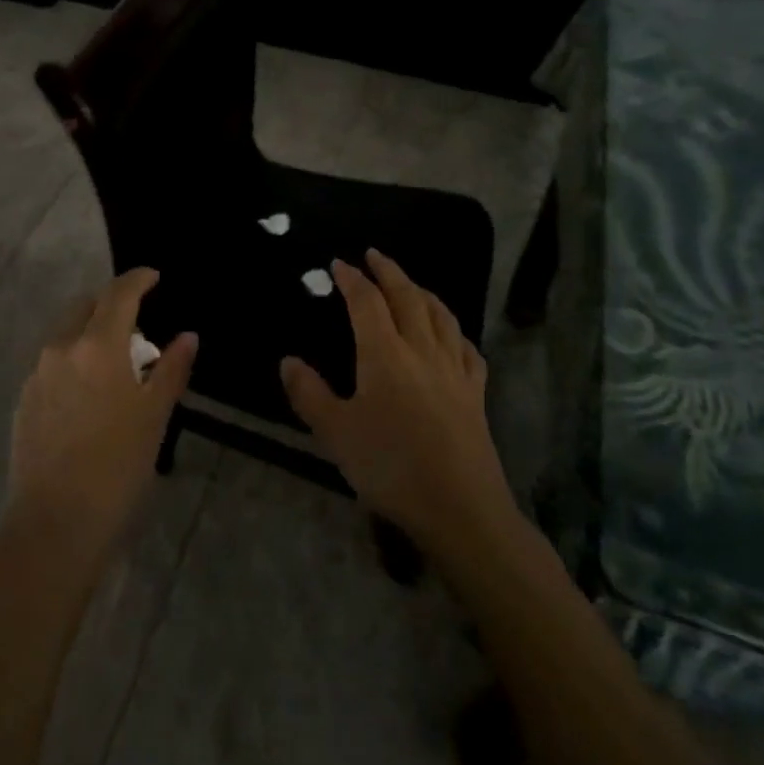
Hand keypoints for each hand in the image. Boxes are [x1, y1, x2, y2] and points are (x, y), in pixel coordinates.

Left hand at [8, 269, 195, 569]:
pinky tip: (89, 391)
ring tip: (116, 360)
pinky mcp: (24, 399)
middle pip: (87, 307)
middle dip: (112, 304)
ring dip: (91, 332)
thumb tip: (187, 337)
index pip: (118, 294)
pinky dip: (74, 359)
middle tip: (138, 323)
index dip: (138, 279)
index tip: (154, 276)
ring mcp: (37, 374)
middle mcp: (61, 348)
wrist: (55, 524)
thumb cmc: (117, 466)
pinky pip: (53, 362)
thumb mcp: (154, 416)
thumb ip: (171, 369)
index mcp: (96, 345)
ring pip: (66, 334)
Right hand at [281, 251, 512, 558]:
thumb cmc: (391, 467)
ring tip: (409, 283)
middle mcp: (421, 349)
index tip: (339, 264)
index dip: (352, 279)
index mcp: (384, 353)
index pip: (366, 301)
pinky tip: (450, 333)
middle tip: (374, 255)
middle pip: (407, 296)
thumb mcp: (336, 434)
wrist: (461, 509)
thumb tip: (287, 360)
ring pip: (440, 315)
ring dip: (421, 291)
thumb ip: (309, 394)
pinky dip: (453, 329)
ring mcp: (454, 369)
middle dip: (389, 271)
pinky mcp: (475, 392)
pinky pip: (466, 347)